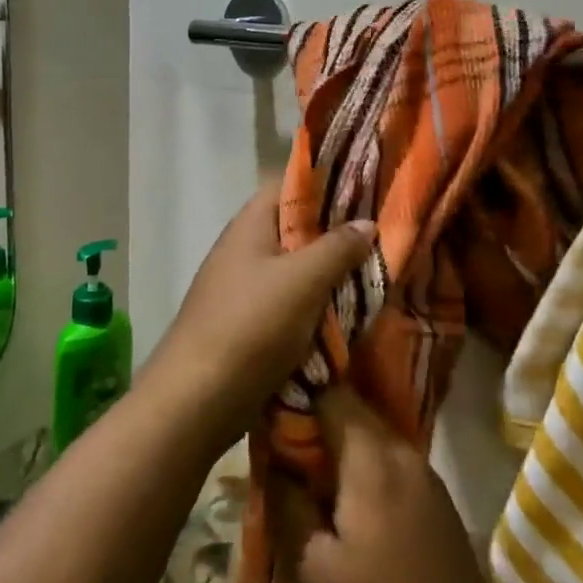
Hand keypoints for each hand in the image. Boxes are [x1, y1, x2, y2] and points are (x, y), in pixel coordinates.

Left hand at [155, 179, 375, 438]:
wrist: (197, 399)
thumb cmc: (251, 326)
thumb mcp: (303, 280)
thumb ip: (337, 248)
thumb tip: (366, 222)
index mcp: (250, 225)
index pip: (289, 186)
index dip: (327, 184)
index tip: (369, 190)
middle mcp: (245, 249)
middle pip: (296, 229)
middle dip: (337, 234)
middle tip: (384, 235)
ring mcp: (244, 288)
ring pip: (297, 270)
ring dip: (331, 275)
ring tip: (378, 273)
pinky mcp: (249, 324)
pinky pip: (291, 304)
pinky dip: (318, 307)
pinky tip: (351, 313)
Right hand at [280, 387, 508, 582]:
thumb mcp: (313, 568)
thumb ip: (289, 502)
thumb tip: (275, 458)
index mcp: (373, 459)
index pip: (333, 396)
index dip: (300, 393)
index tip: (271, 403)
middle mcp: (406, 454)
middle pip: (357, 413)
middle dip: (320, 418)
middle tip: (283, 438)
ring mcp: (430, 478)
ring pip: (377, 439)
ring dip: (344, 444)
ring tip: (310, 466)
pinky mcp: (441, 503)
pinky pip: (396, 463)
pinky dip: (368, 466)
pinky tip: (350, 494)